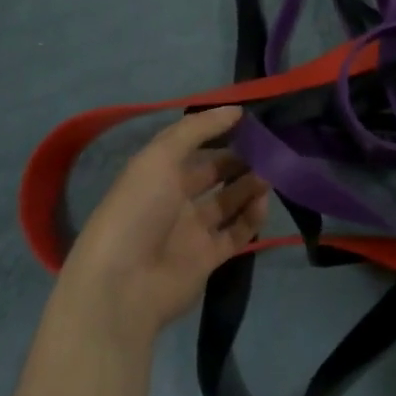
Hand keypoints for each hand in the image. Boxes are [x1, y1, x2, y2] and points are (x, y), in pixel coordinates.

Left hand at [57, 106, 268, 349]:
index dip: (220, 133)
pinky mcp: (208, 258)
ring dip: (250, 186)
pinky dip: (252, 218)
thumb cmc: (138, 211)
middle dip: (241, 160)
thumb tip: (235, 110)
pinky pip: (237, 233)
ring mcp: (192, 231)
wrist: (123, 285)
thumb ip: (197, 129)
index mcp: (157, 174)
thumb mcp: (159, 157)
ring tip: (272, 174)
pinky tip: (263, 203)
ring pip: (229, 202)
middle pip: (215, 174)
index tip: (252, 121)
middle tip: (270, 149)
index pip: (194, 147)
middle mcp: (174, 200)